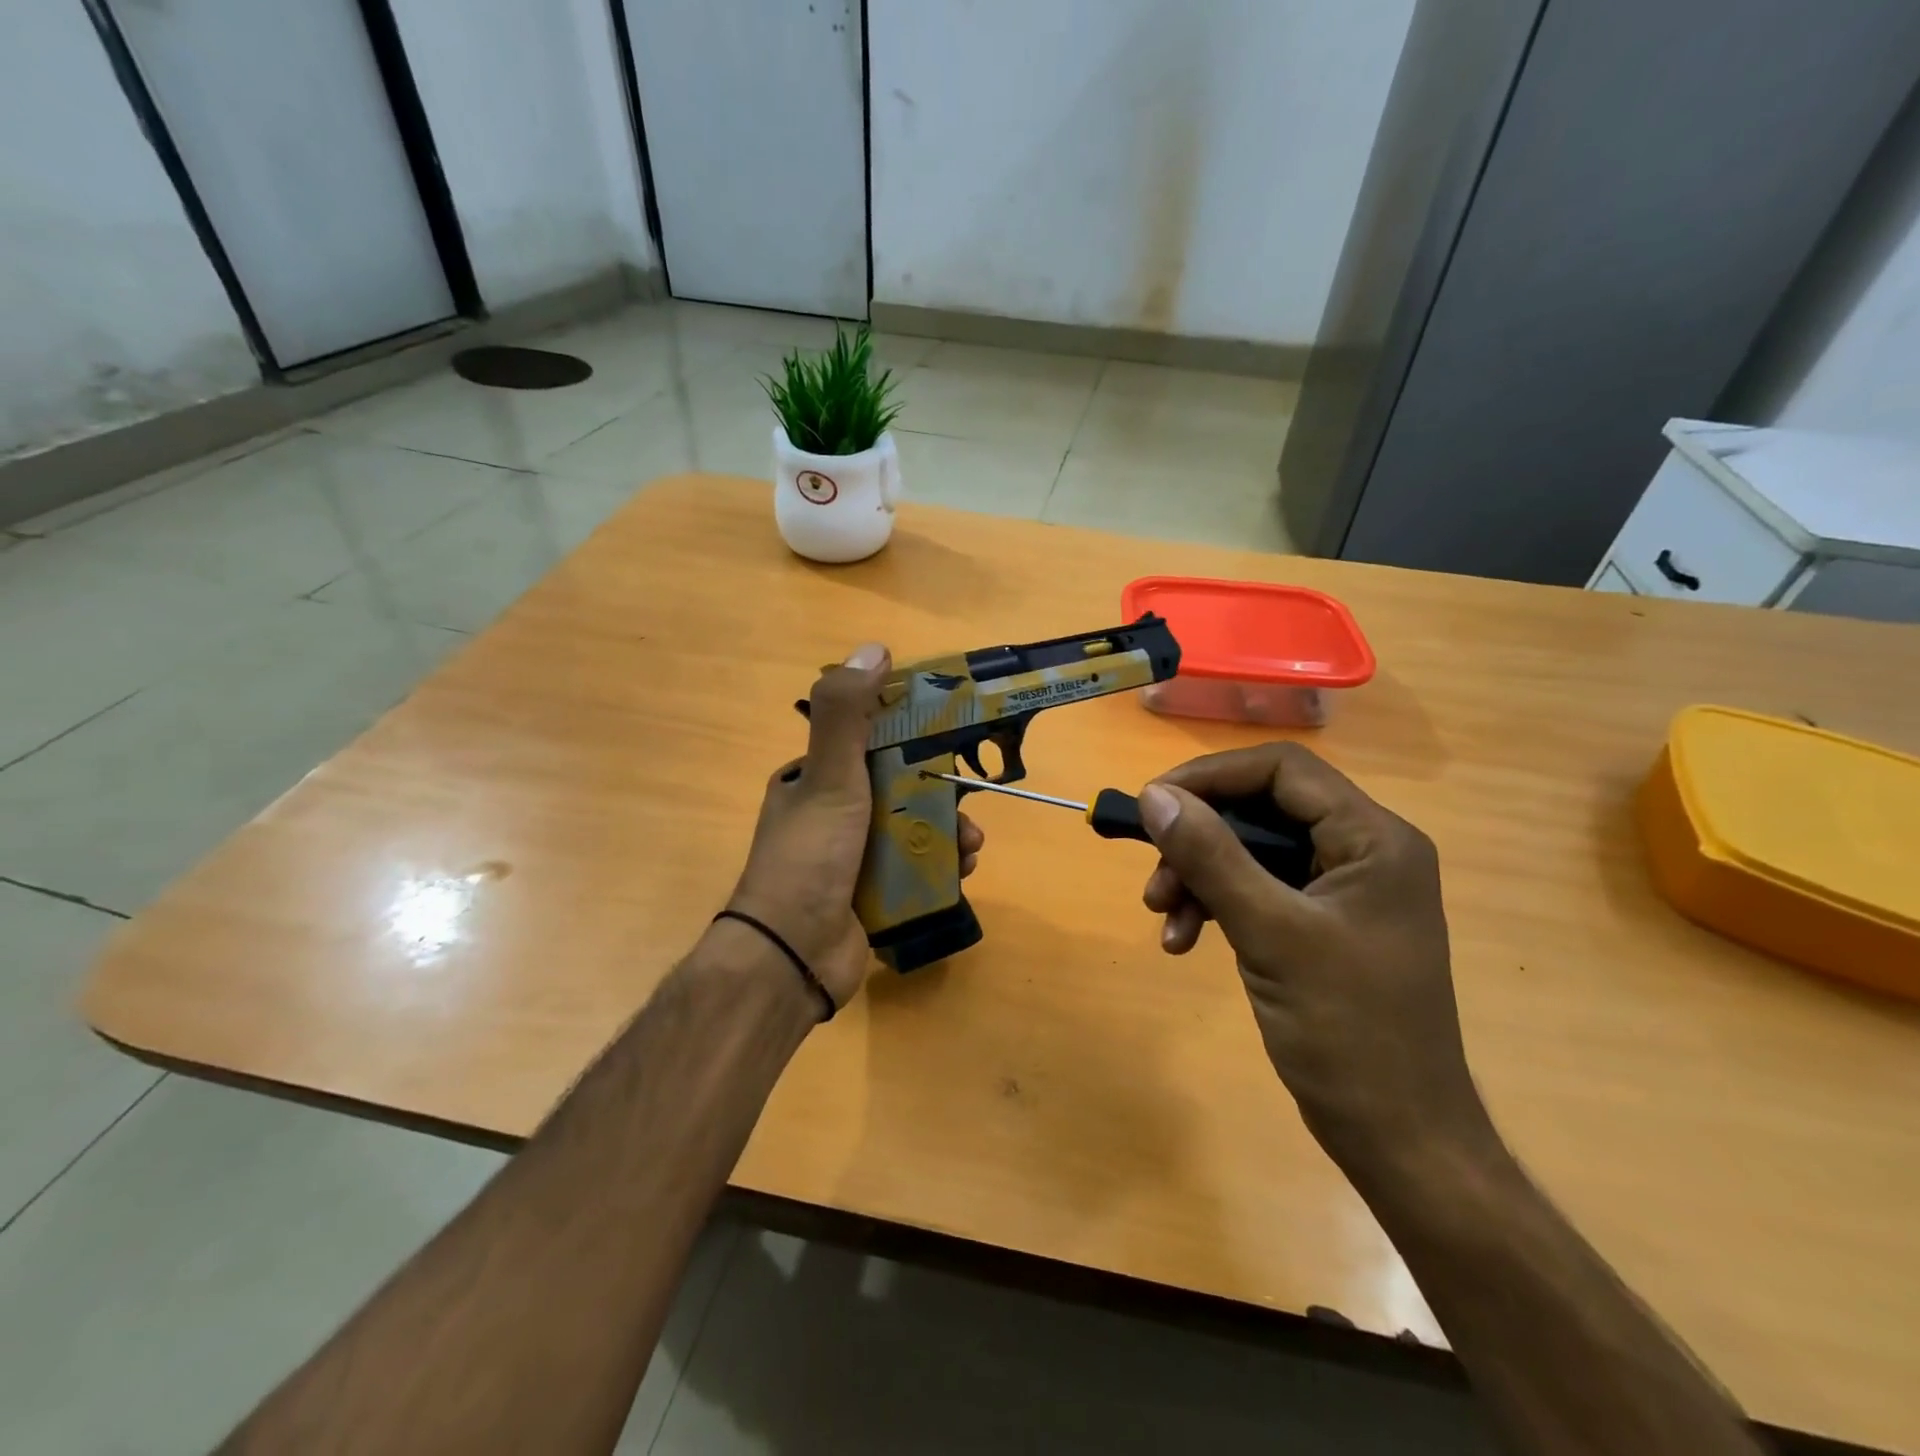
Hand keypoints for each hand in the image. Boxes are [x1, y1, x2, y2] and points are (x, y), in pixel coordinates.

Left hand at [726, 643, 984, 1009]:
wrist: (791, 957)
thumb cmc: (810, 857)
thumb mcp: (828, 777)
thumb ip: (846, 713)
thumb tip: (873, 647)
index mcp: (813, 781)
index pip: (868, 745)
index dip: (912, 741)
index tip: (951, 744)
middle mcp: (830, 816)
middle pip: (899, 792)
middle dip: (940, 797)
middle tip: (969, 809)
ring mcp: (850, 860)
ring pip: (912, 833)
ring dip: (947, 835)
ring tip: (970, 847)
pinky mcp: (868, 898)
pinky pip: (913, 872)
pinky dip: (940, 869)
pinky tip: (961, 873)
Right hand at [1136, 743, 1491, 1171]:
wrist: (1399, 1141)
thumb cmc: (1348, 1033)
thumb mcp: (1270, 934)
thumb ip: (1211, 857)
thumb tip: (1153, 796)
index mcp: (1373, 838)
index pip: (1282, 770)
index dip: (1211, 777)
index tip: (1152, 803)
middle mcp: (1362, 850)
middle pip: (1261, 810)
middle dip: (1198, 839)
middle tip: (1153, 875)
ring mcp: (1341, 889)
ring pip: (1251, 851)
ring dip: (1199, 876)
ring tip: (1161, 915)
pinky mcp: (1321, 923)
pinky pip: (1256, 890)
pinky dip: (1215, 906)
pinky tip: (1183, 941)